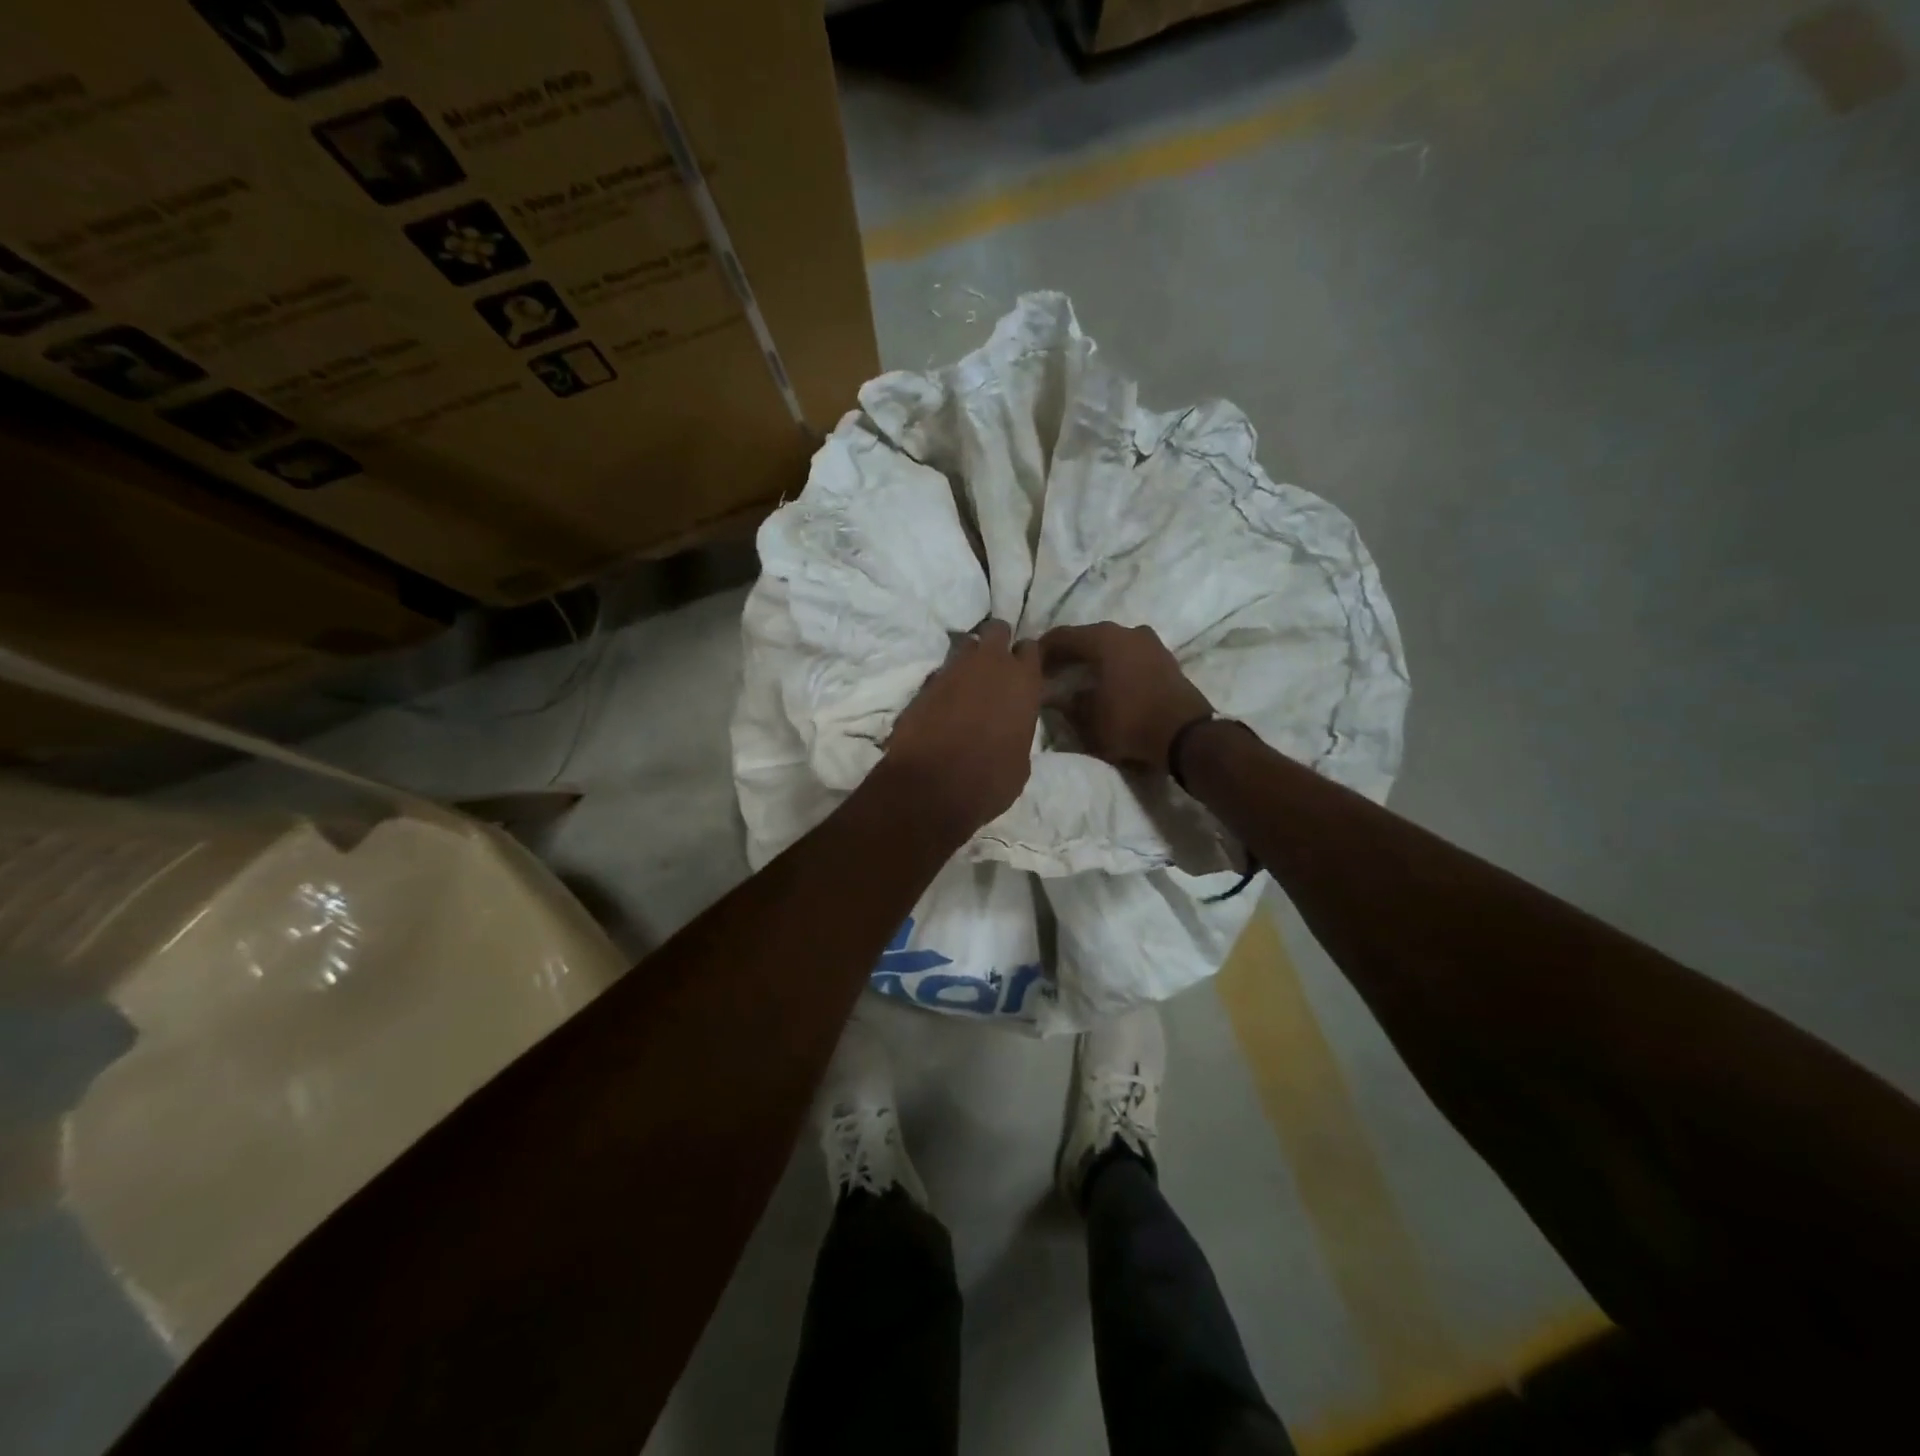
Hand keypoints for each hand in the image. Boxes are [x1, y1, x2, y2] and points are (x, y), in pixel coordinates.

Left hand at [882, 620, 1042, 838]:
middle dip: (996, 642)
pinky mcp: (925, 683)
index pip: (1031, 648)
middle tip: (994, 666)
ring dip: (969, 658)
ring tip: (968, 680)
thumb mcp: (1021, 760)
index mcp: (1024, 681)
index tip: (1023, 671)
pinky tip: (945, 701)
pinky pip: (941, 670)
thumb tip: (1009, 727)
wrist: (932, 786)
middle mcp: (991, 664)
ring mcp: (954, 669)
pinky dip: (945, 681)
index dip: (1026, 658)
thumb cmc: (989, 780)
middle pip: (997, 630)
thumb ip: (1019, 730)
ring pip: (966, 645)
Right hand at [1040, 623, 1212, 773]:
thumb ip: (1067, 703)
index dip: (1042, 651)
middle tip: (1051, 673)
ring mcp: (1150, 642)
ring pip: (1111, 644)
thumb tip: (1054, 697)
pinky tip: (1108, 681)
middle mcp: (1126, 631)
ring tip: (1080, 678)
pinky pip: (1130, 654)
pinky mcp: (1165, 658)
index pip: (1062, 636)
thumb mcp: (1088, 719)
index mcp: (1103, 639)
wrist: (1185, 735)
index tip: (1030, 667)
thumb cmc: (1129, 722)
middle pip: (1087, 637)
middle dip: (1068, 654)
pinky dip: (1115, 663)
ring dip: (1093, 658)